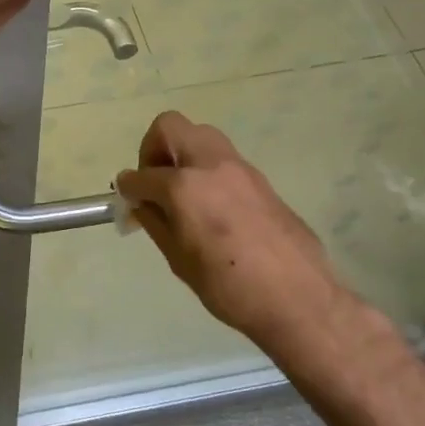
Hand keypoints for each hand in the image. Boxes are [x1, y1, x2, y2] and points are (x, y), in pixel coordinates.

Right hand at [116, 111, 350, 344]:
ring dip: (182, 153)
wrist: (298, 299)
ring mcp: (239, 167)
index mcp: (184, 187)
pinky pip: (222, 157)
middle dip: (153, 149)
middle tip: (154, 182)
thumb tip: (142, 203)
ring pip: (200, 135)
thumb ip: (155, 222)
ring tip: (181, 191)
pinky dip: (205, 168)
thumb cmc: (229, 287)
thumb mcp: (179, 260)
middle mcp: (210, 165)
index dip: (128, 186)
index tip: (126, 197)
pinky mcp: (260, 178)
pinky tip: (209, 204)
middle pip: (171, 127)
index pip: (142, 175)